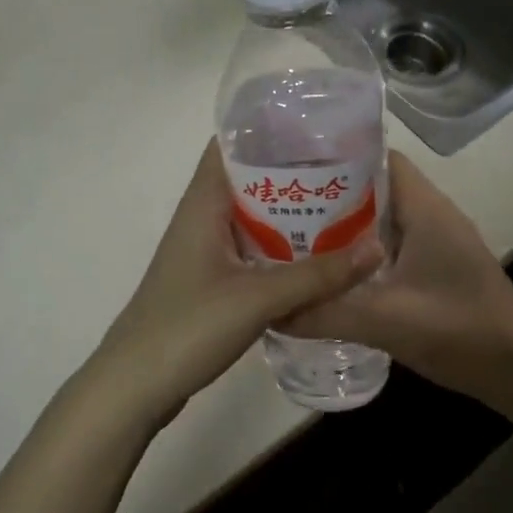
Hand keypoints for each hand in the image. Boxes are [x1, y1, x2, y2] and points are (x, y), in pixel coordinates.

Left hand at [84, 143, 385, 428]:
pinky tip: (316, 258)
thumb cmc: (188, 327)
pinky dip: (280, 248)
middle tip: (347, 171)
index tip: (319, 127)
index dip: (270, 129)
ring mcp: (204, 252)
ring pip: (252, 218)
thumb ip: (318, 275)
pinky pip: (251, 250)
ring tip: (343, 207)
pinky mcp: (210, 282)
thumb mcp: (258, 298)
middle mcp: (201, 218)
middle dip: (293, 173)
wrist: (135, 386)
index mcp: (203, 203)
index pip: (231, 144)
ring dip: (289, 214)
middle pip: (249, 180)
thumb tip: (377, 248)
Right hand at [282, 152, 512, 416]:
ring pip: (383, 223)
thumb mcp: (384, 320)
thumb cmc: (459, 330)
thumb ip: (325, 313)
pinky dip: (363, 257)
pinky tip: (333, 278)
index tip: (293, 171)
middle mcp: (433, 217)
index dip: (337, 159)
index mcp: (426, 209)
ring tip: (296, 241)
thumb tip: (271, 311)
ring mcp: (439, 245)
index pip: (379, 159)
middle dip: (330, 198)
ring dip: (345, 230)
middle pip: (376, 190)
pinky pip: (393, 250)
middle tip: (281, 211)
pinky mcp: (440, 271)